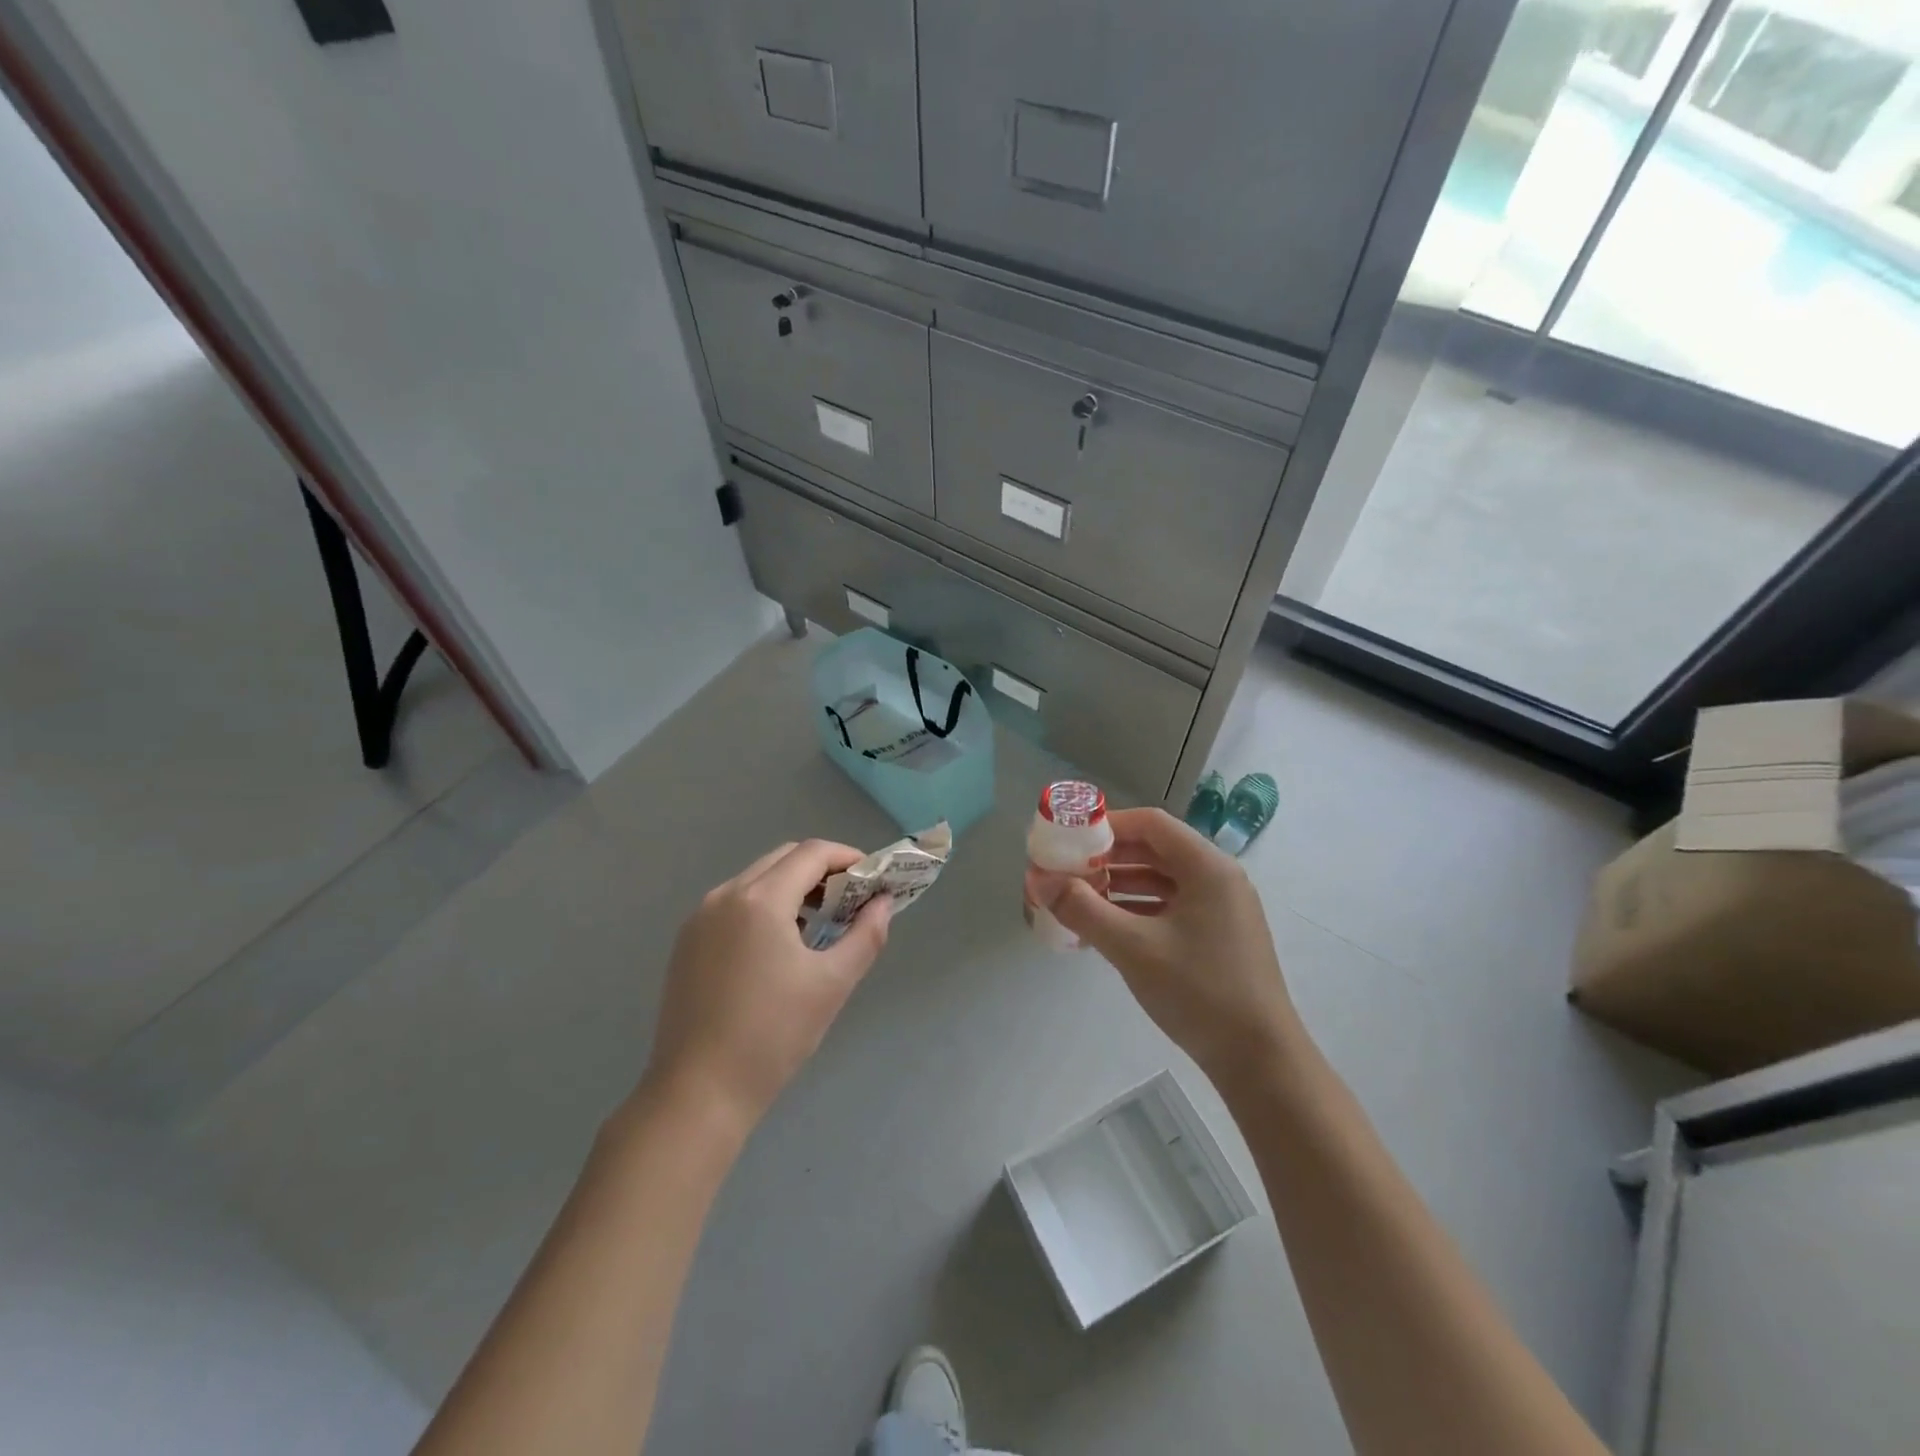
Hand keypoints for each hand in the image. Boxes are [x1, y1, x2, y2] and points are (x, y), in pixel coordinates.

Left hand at [642, 840, 890, 1131]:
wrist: (698, 1093)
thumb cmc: (773, 1036)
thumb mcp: (832, 984)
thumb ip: (866, 934)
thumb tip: (883, 902)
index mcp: (760, 900)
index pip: (813, 853)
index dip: (849, 858)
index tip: (873, 881)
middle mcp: (725, 896)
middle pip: (783, 858)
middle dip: (822, 870)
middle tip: (849, 902)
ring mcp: (699, 918)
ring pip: (756, 879)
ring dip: (792, 887)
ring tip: (818, 924)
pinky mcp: (686, 942)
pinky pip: (734, 904)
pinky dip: (764, 906)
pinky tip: (779, 946)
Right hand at [1027, 807, 1296, 1085]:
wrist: (1260, 1061)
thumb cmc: (1198, 992)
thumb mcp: (1132, 948)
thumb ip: (1083, 909)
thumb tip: (1039, 881)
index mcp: (1207, 867)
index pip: (1150, 823)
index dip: (1106, 825)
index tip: (1068, 839)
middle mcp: (1218, 878)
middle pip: (1155, 849)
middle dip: (1107, 857)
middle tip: (1066, 869)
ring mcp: (1221, 908)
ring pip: (1162, 879)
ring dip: (1119, 884)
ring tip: (1077, 898)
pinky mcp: (1218, 935)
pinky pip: (1171, 906)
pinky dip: (1138, 909)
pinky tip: (1106, 927)